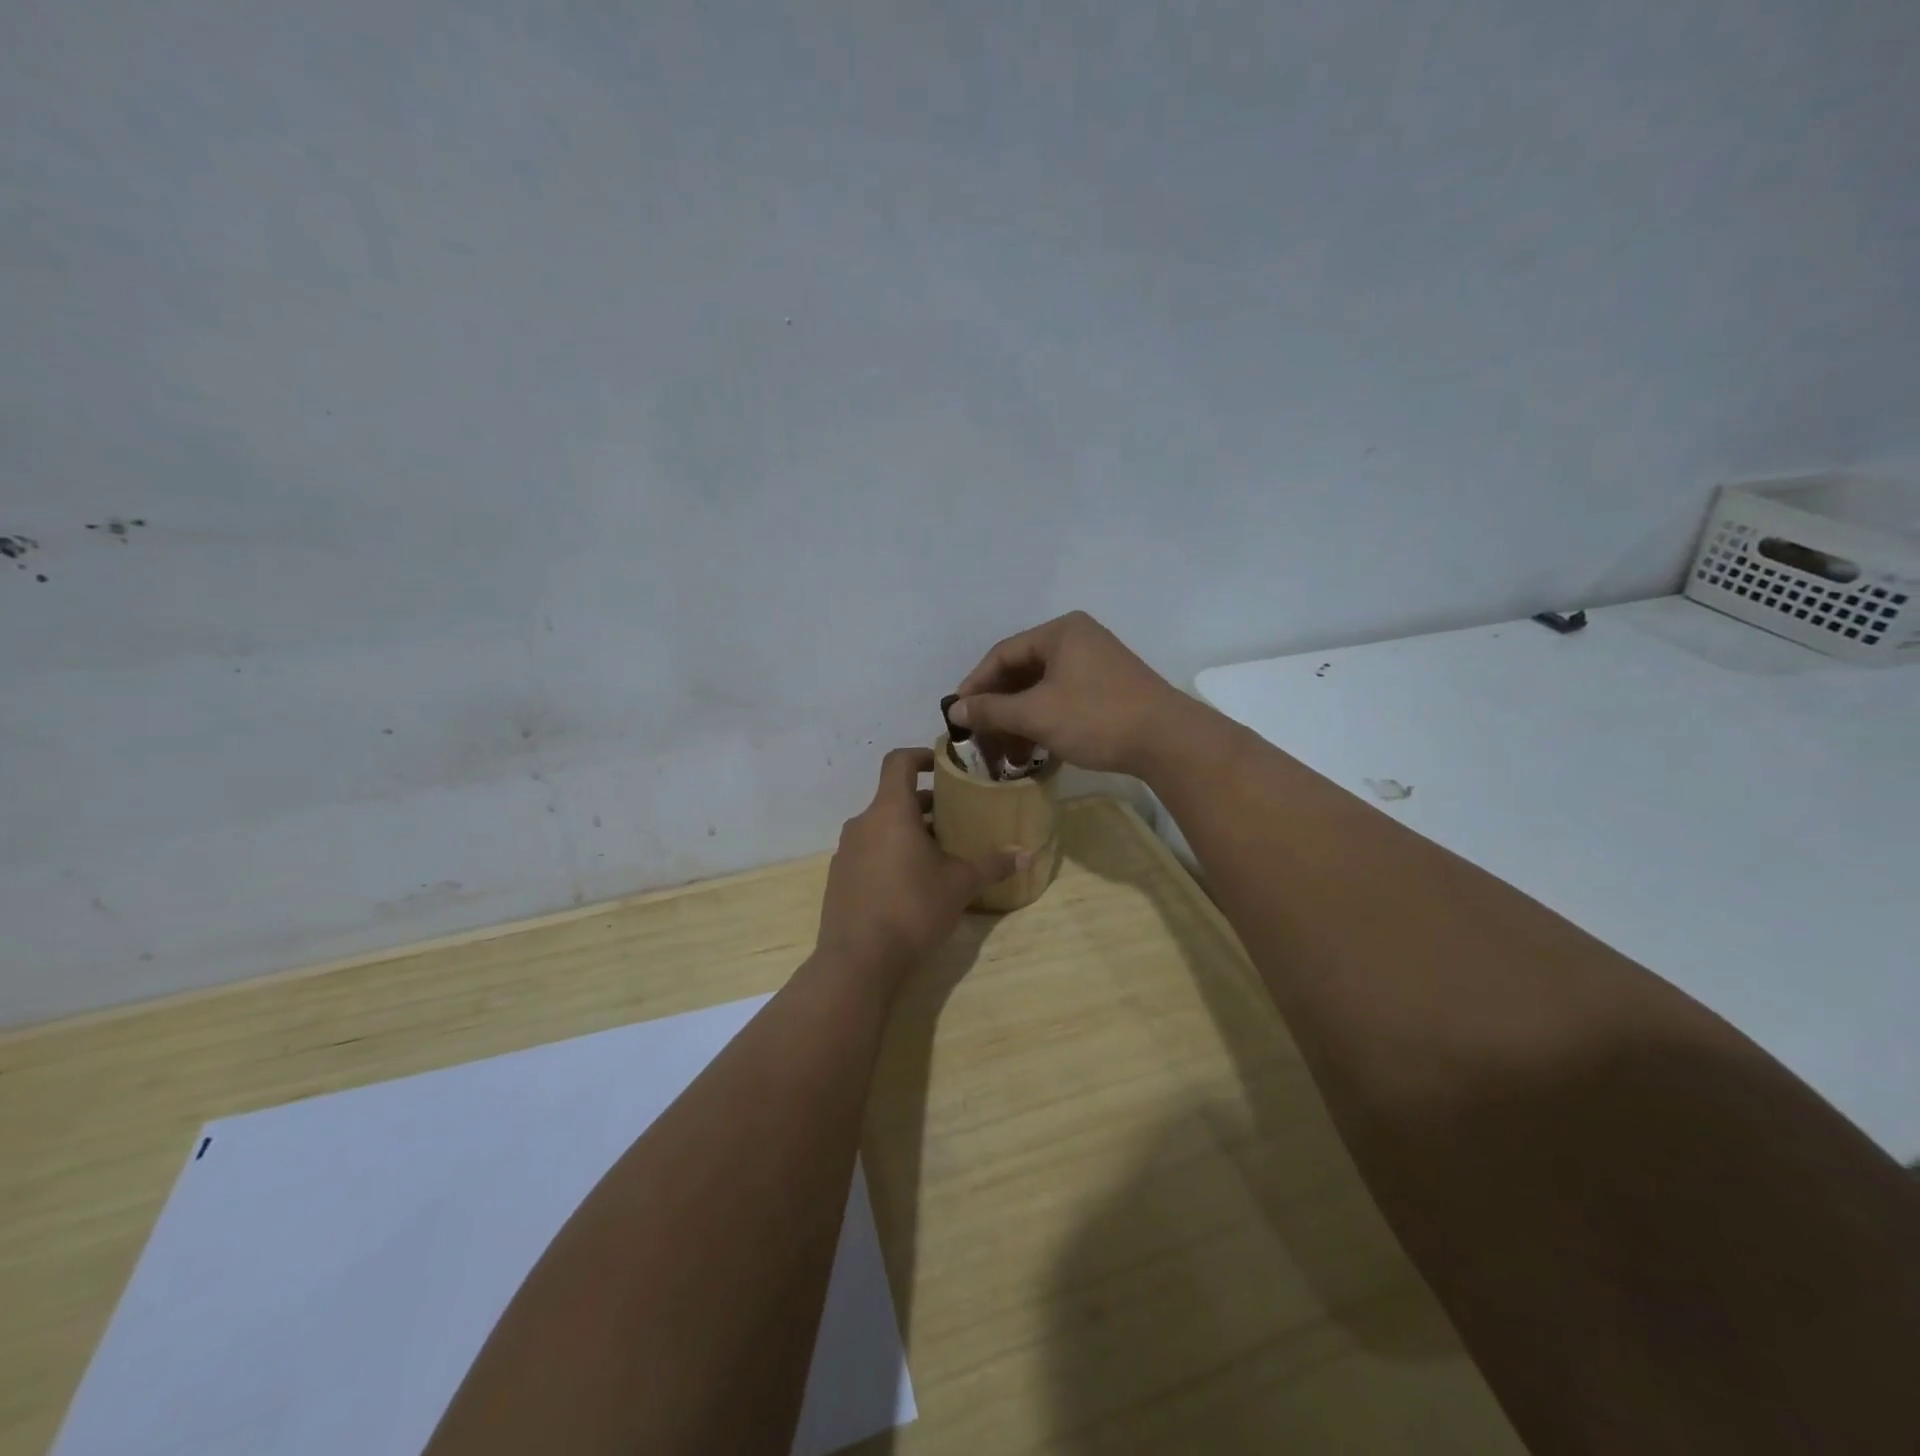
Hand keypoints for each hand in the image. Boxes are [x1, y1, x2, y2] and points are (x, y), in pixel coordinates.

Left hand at [815, 748, 1024, 979]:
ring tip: (939, 853)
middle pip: (893, 798)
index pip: (899, 762)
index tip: (944, 765)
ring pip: (881, 827)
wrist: (858, 962)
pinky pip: (868, 852)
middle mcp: (862, 824)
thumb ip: (992, 865)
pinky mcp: (838, 878)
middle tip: (956, 818)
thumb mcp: (960, 885)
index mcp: (889, 812)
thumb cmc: (912, 909)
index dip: (922, 756)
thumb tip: (1027, 854)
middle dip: (925, 804)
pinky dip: (890, 854)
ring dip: (908, 831)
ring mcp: (846, 852)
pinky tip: (911, 884)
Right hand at [949, 612, 1191, 776]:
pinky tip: (1033, 749)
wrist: (1168, 741)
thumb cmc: (1095, 717)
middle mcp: (1078, 639)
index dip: (976, 684)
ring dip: (1020, 719)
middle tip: (980, 736)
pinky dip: (1043, 721)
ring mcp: (1097, 664)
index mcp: (1061, 632)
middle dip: (998, 707)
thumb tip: (955, 711)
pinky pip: (1063, 698)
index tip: (958, 715)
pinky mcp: (1109, 688)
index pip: (1003, 654)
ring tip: (1005, 752)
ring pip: (1042, 688)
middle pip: (1022, 670)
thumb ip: (991, 710)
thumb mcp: (1036, 714)